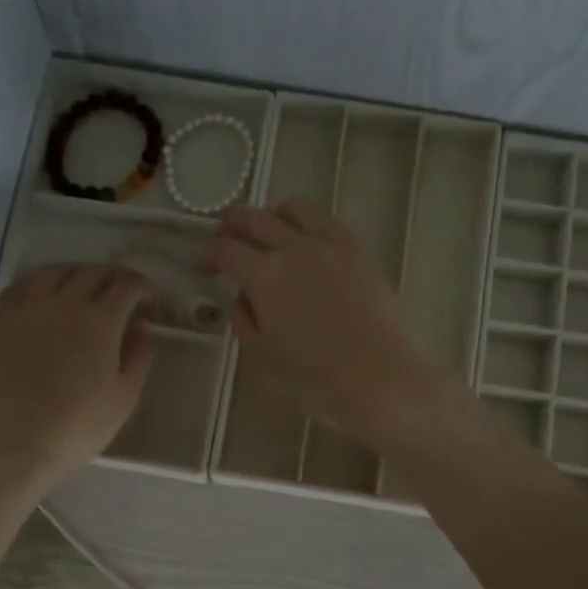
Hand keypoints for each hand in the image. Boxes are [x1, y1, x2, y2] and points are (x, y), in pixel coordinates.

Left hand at [0, 264, 152, 491]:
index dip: (142, 286)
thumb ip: (137, 357)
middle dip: (113, 277)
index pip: (125, 286)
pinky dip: (40, 282)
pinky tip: (43, 294)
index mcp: (99, 322)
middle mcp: (62, 304)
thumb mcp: (123, 398)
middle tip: (122, 291)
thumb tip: (139, 327)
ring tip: (83, 285)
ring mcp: (25, 309)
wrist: (11, 444)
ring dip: (76, 273)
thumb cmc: (76, 427)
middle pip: (91, 273)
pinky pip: (20, 287)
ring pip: (53, 272)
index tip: (149, 296)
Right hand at [207, 201, 469, 451]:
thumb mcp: (265, 356)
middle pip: (253, 218)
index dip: (208, 255)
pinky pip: (326, 221)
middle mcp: (294, 248)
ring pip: (293, 208)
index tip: (204, 266)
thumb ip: (245, 319)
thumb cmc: (317, 380)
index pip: (225, 250)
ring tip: (267, 234)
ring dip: (270, 215)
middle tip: (225, 243)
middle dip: (231, 227)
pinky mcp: (358, 251)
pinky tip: (306, 243)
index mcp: (264, 275)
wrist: (383, 380)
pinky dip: (306, 223)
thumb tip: (242, 296)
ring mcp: (330, 245)